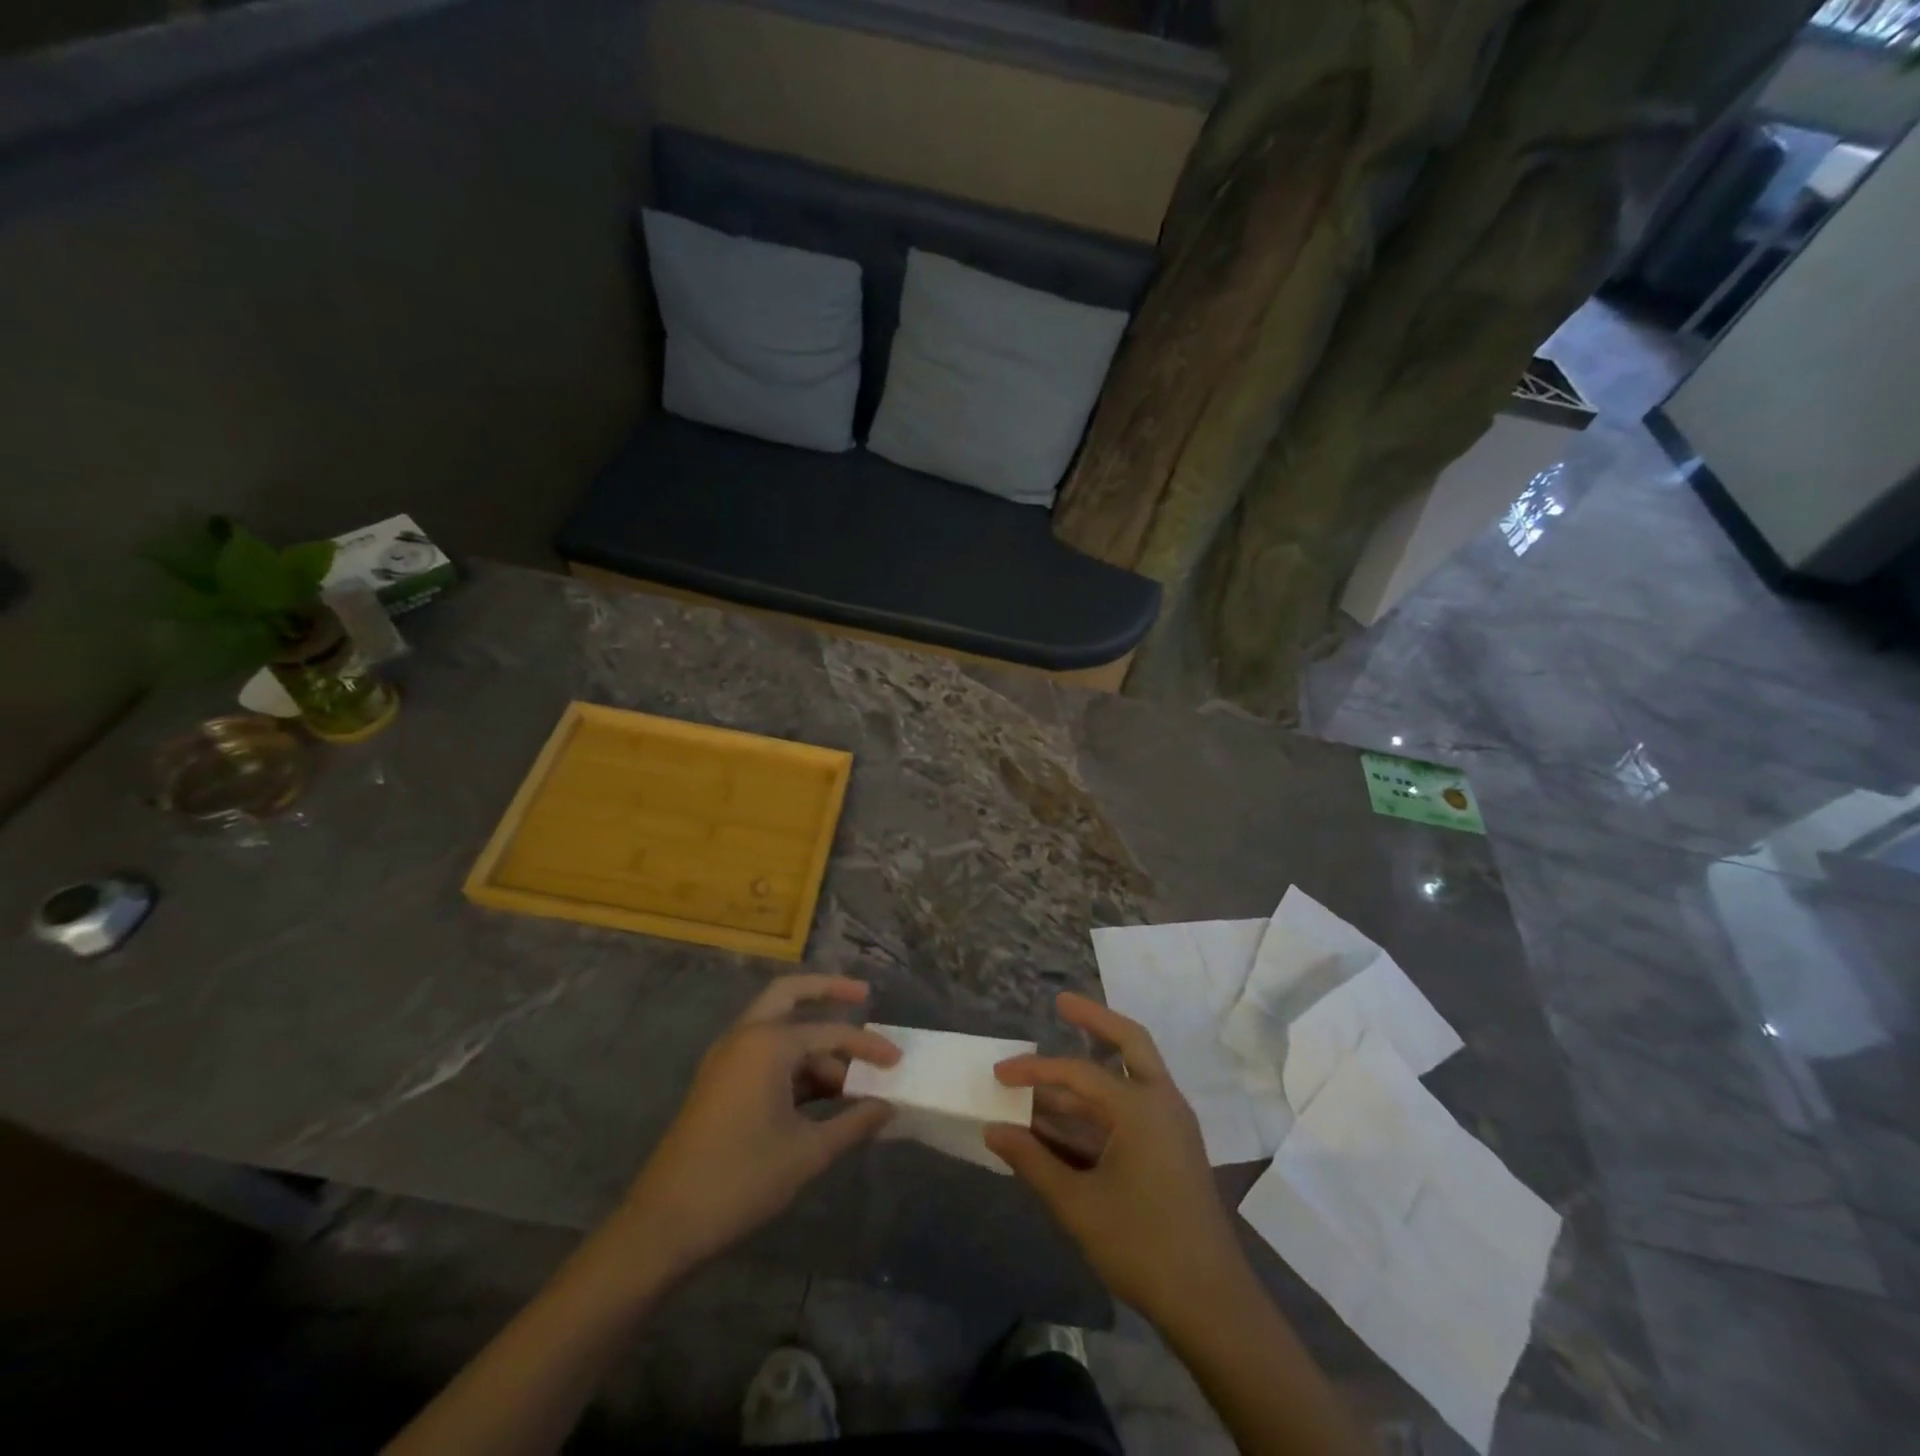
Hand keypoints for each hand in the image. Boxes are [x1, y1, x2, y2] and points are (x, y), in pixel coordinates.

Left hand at [617, 975, 898, 1274]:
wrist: (664, 1223)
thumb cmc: (741, 1179)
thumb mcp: (807, 1152)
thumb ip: (853, 1123)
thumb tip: (888, 1107)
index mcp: (767, 1043)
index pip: (831, 1033)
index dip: (869, 1048)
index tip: (898, 1062)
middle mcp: (745, 1036)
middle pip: (790, 994)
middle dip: (828, 990)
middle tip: (863, 994)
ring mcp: (727, 1058)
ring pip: (777, 1028)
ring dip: (814, 1040)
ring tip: (852, 1073)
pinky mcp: (719, 1081)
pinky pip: (764, 1053)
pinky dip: (793, 1061)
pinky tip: (821, 1091)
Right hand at [986, 993, 1246, 1318]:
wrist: (1212, 1305)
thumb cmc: (1143, 1246)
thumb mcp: (1078, 1204)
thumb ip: (1033, 1162)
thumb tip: (993, 1130)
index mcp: (1140, 1108)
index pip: (1078, 1073)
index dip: (1034, 1070)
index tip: (999, 1074)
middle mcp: (1161, 1103)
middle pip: (1129, 1040)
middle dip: (1094, 1019)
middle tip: (1061, 1004)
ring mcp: (1172, 1125)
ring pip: (1132, 1073)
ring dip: (1092, 1069)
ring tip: (1048, 1074)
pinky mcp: (1174, 1148)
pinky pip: (1135, 1105)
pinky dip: (1104, 1102)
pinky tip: (1071, 1117)